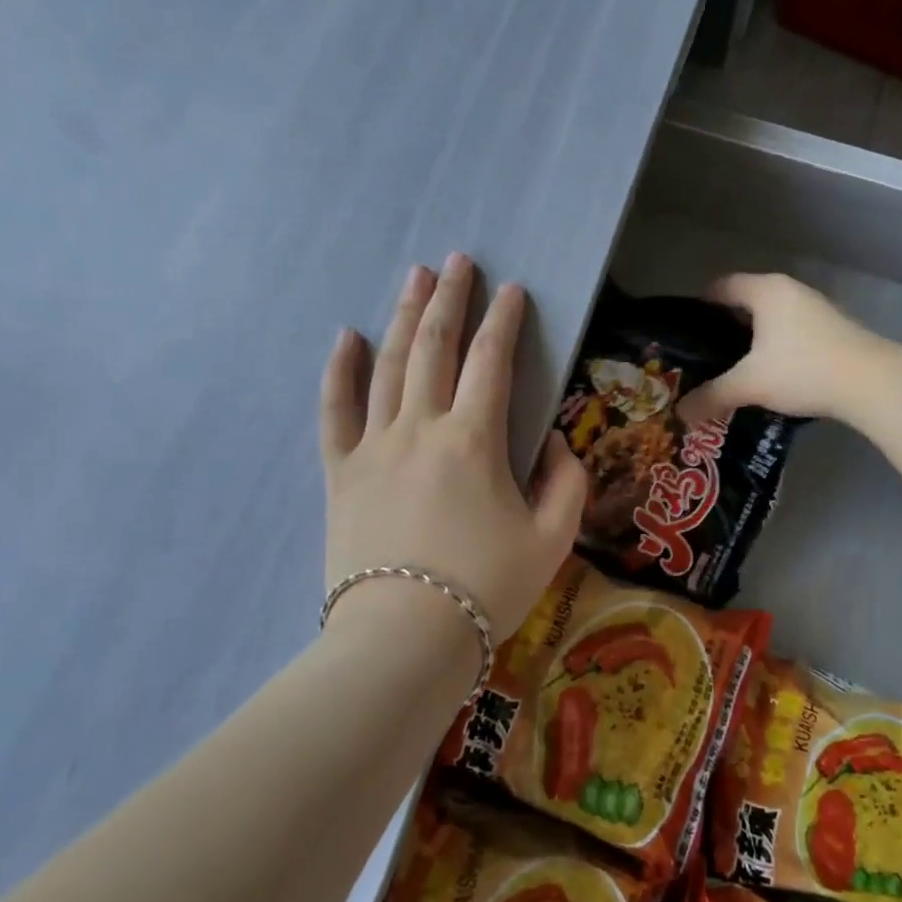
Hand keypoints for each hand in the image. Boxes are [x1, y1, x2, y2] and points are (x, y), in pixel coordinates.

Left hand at [319, 254, 587, 641]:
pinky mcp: (341, 472)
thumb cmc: (485, 589)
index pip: (491, 361)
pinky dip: (339, 372)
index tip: (512, 289)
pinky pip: (335, 411)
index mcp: (474, 440)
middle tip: (456, 261)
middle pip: (435, 346)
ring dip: (403, 316)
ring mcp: (375, 446)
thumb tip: (554, 444)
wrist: (403, 641)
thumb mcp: (551, 539)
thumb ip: (566, 483)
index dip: (504, 320)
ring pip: (388, 365)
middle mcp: (421, 427)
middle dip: (449, 298)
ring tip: (413, 277)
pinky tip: (345, 337)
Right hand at [678, 273, 886, 424]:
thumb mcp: (750, 384)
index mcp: (765, 290)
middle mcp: (790, 290)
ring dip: (755, 339)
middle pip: (747, 301)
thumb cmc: (803, 369)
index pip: (722, 286)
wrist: (873, 382)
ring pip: (773, 318)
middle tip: (708, 356)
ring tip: (738, 369)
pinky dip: (779, 346)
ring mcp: (817, 307)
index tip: (687, 333)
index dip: (700, 306)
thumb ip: (712, 396)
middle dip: (726, 327)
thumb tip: (680, 413)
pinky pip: (794, 330)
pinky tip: (776, 375)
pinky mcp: (836, 328)